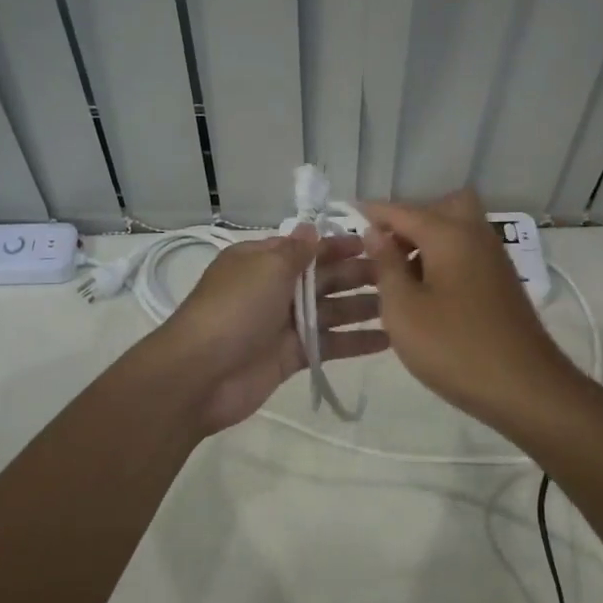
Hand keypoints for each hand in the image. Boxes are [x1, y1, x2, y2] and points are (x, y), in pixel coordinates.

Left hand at [159, 228, 388, 433]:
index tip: (377, 244)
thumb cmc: (234, 310)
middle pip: (324, 278)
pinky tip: (389, 339)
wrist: (200, 374)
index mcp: (262, 261)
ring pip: (331, 310)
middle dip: (358, 275)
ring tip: (402, 304)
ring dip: (363, 307)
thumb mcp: (265, 268)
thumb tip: (311, 228)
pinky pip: (330, 343)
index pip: (308, 248)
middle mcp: (275, 288)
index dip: (340, 245)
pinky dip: (356, 341)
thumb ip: (296, 251)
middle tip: (401, 273)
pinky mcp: (293, 356)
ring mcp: (284, 324)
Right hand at [361, 190, 583, 430]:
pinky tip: (427, 292)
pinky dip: (445, 258)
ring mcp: (494, 258)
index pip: (403, 210)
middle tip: (386, 249)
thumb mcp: (403, 308)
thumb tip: (374, 232)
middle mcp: (475, 235)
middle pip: (442, 206)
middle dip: (411, 219)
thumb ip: (386, 265)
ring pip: (458, 229)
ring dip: (428, 240)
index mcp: (449, 234)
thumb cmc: (454, 347)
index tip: (347, 215)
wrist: (525, 389)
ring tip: (399, 275)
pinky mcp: (502, 282)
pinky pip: (468, 252)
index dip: (373, 213)